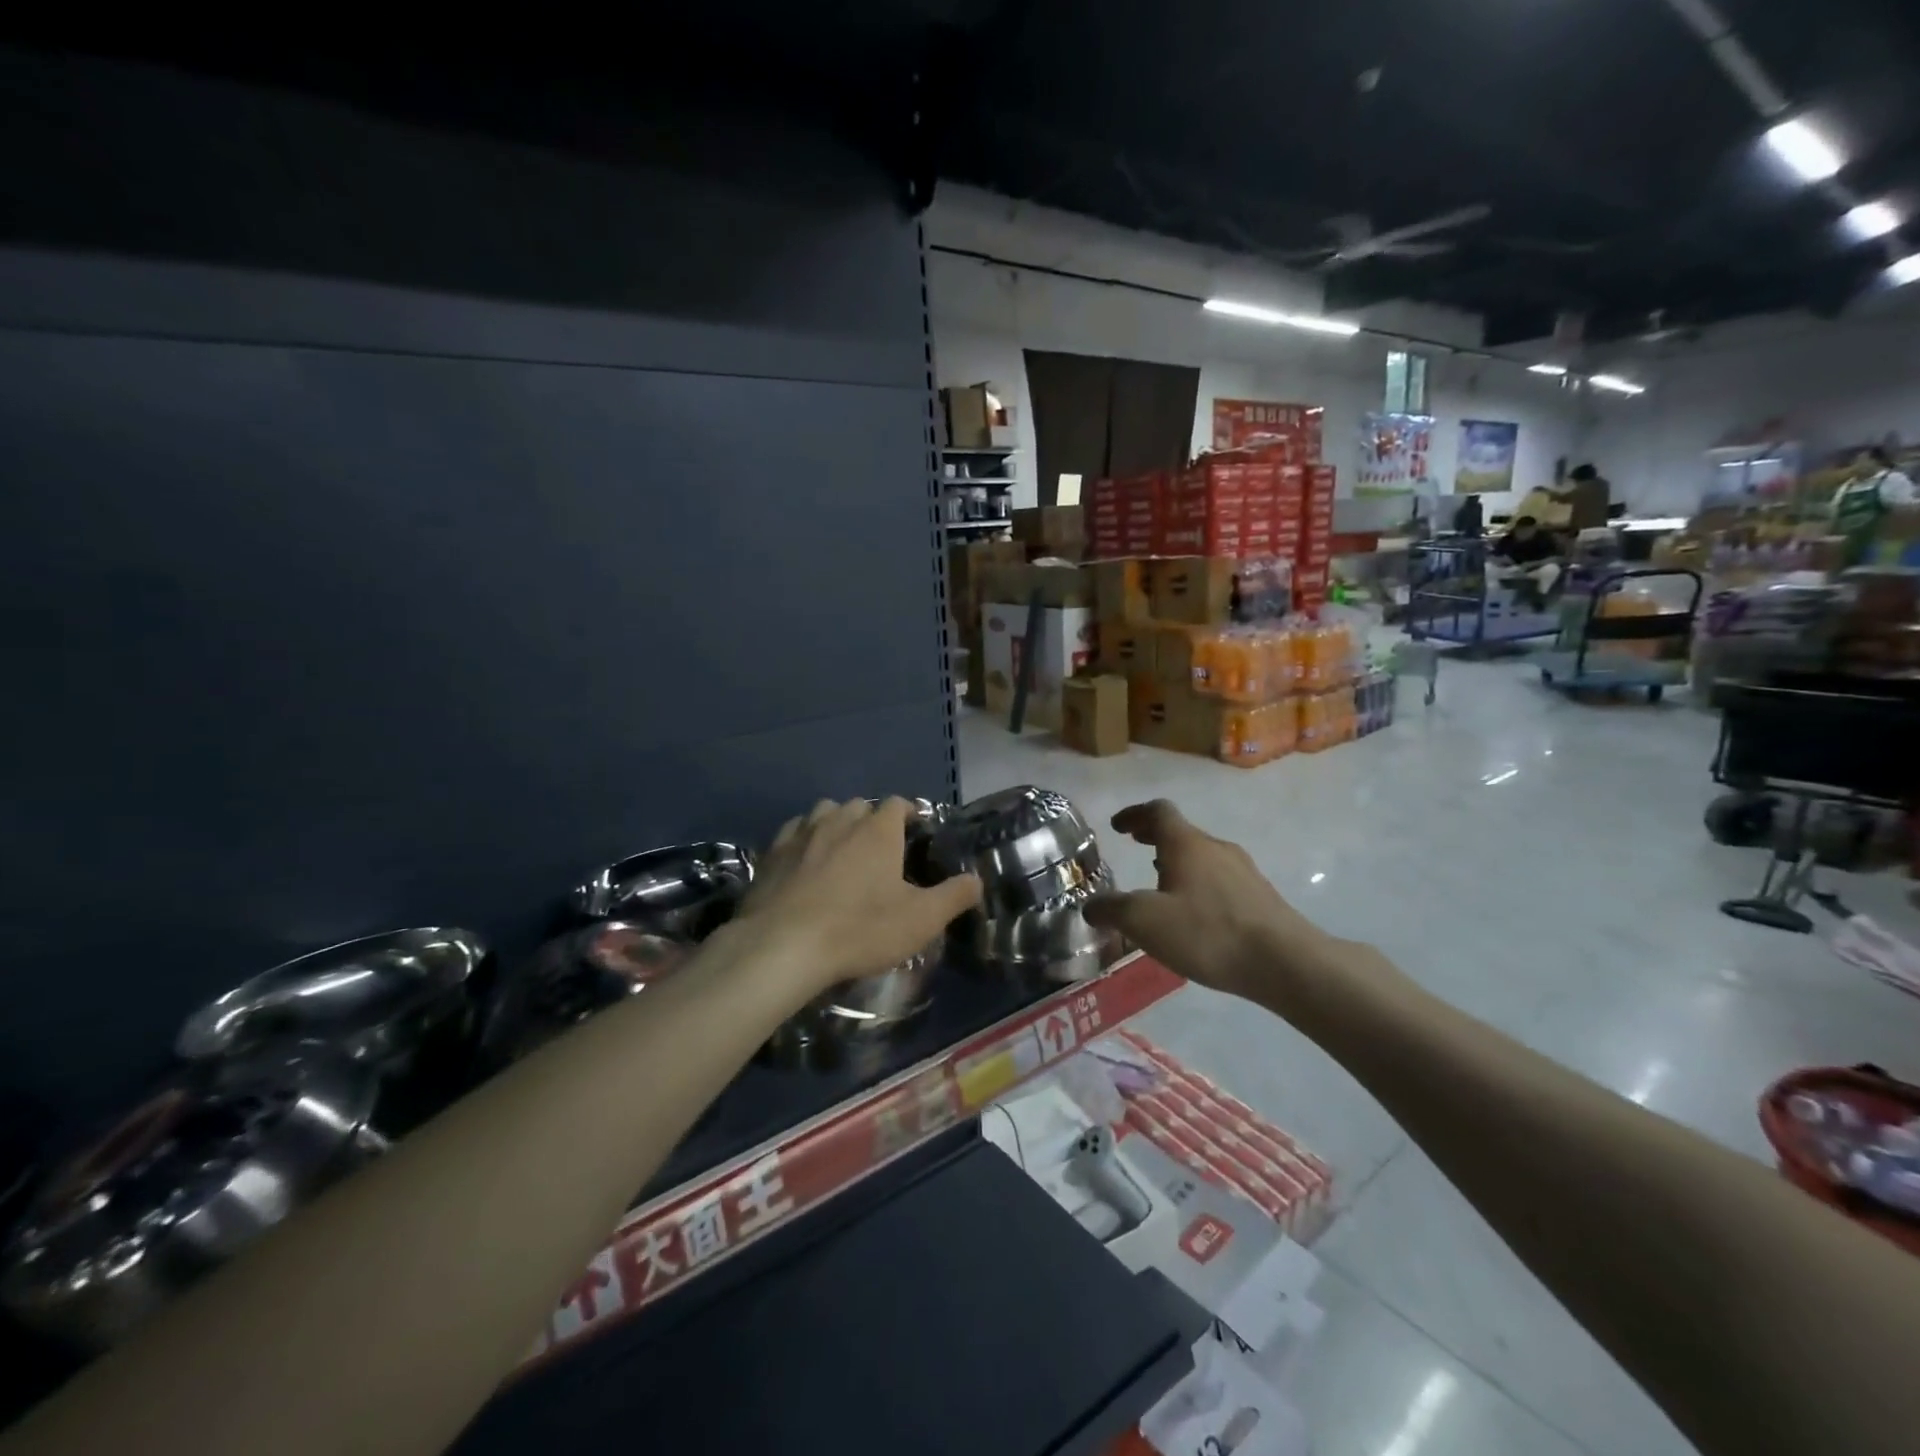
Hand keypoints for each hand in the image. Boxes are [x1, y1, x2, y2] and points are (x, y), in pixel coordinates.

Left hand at [732, 798, 981, 995]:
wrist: (782, 947)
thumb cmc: (860, 929)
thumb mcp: (921, 919)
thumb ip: (954, 896)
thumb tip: (977, 880)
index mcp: (878, 829)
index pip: (898, 803)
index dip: (909, 815)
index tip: (917, 834)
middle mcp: (839, 819)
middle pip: (860, 806)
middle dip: (872, 821)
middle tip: (881, 852)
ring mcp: (801, 833)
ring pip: (824, 814)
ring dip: (836, 825)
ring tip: (842, 852)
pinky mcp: (771, 854)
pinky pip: (793, 834)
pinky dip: (803, 841)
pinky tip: (804, 865)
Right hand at [1083, 800, 1349, 1008]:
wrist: (1284, 962)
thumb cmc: (1207, 932)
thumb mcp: (1145, 922)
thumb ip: (1112, 910)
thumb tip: (1091, 906)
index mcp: (1186, 844)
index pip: (1158, 811)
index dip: (1135, 814)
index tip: (1118, 826)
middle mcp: (1216, 848)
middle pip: (1182, 831)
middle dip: (1155, 836)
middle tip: (1135, 845)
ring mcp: (1243, 871)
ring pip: (1202, 855)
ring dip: (1178, 860)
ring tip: (1161, 882)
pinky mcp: (1260, 896)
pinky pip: (1220, 878)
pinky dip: (1199, 882)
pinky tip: (1195, 913)